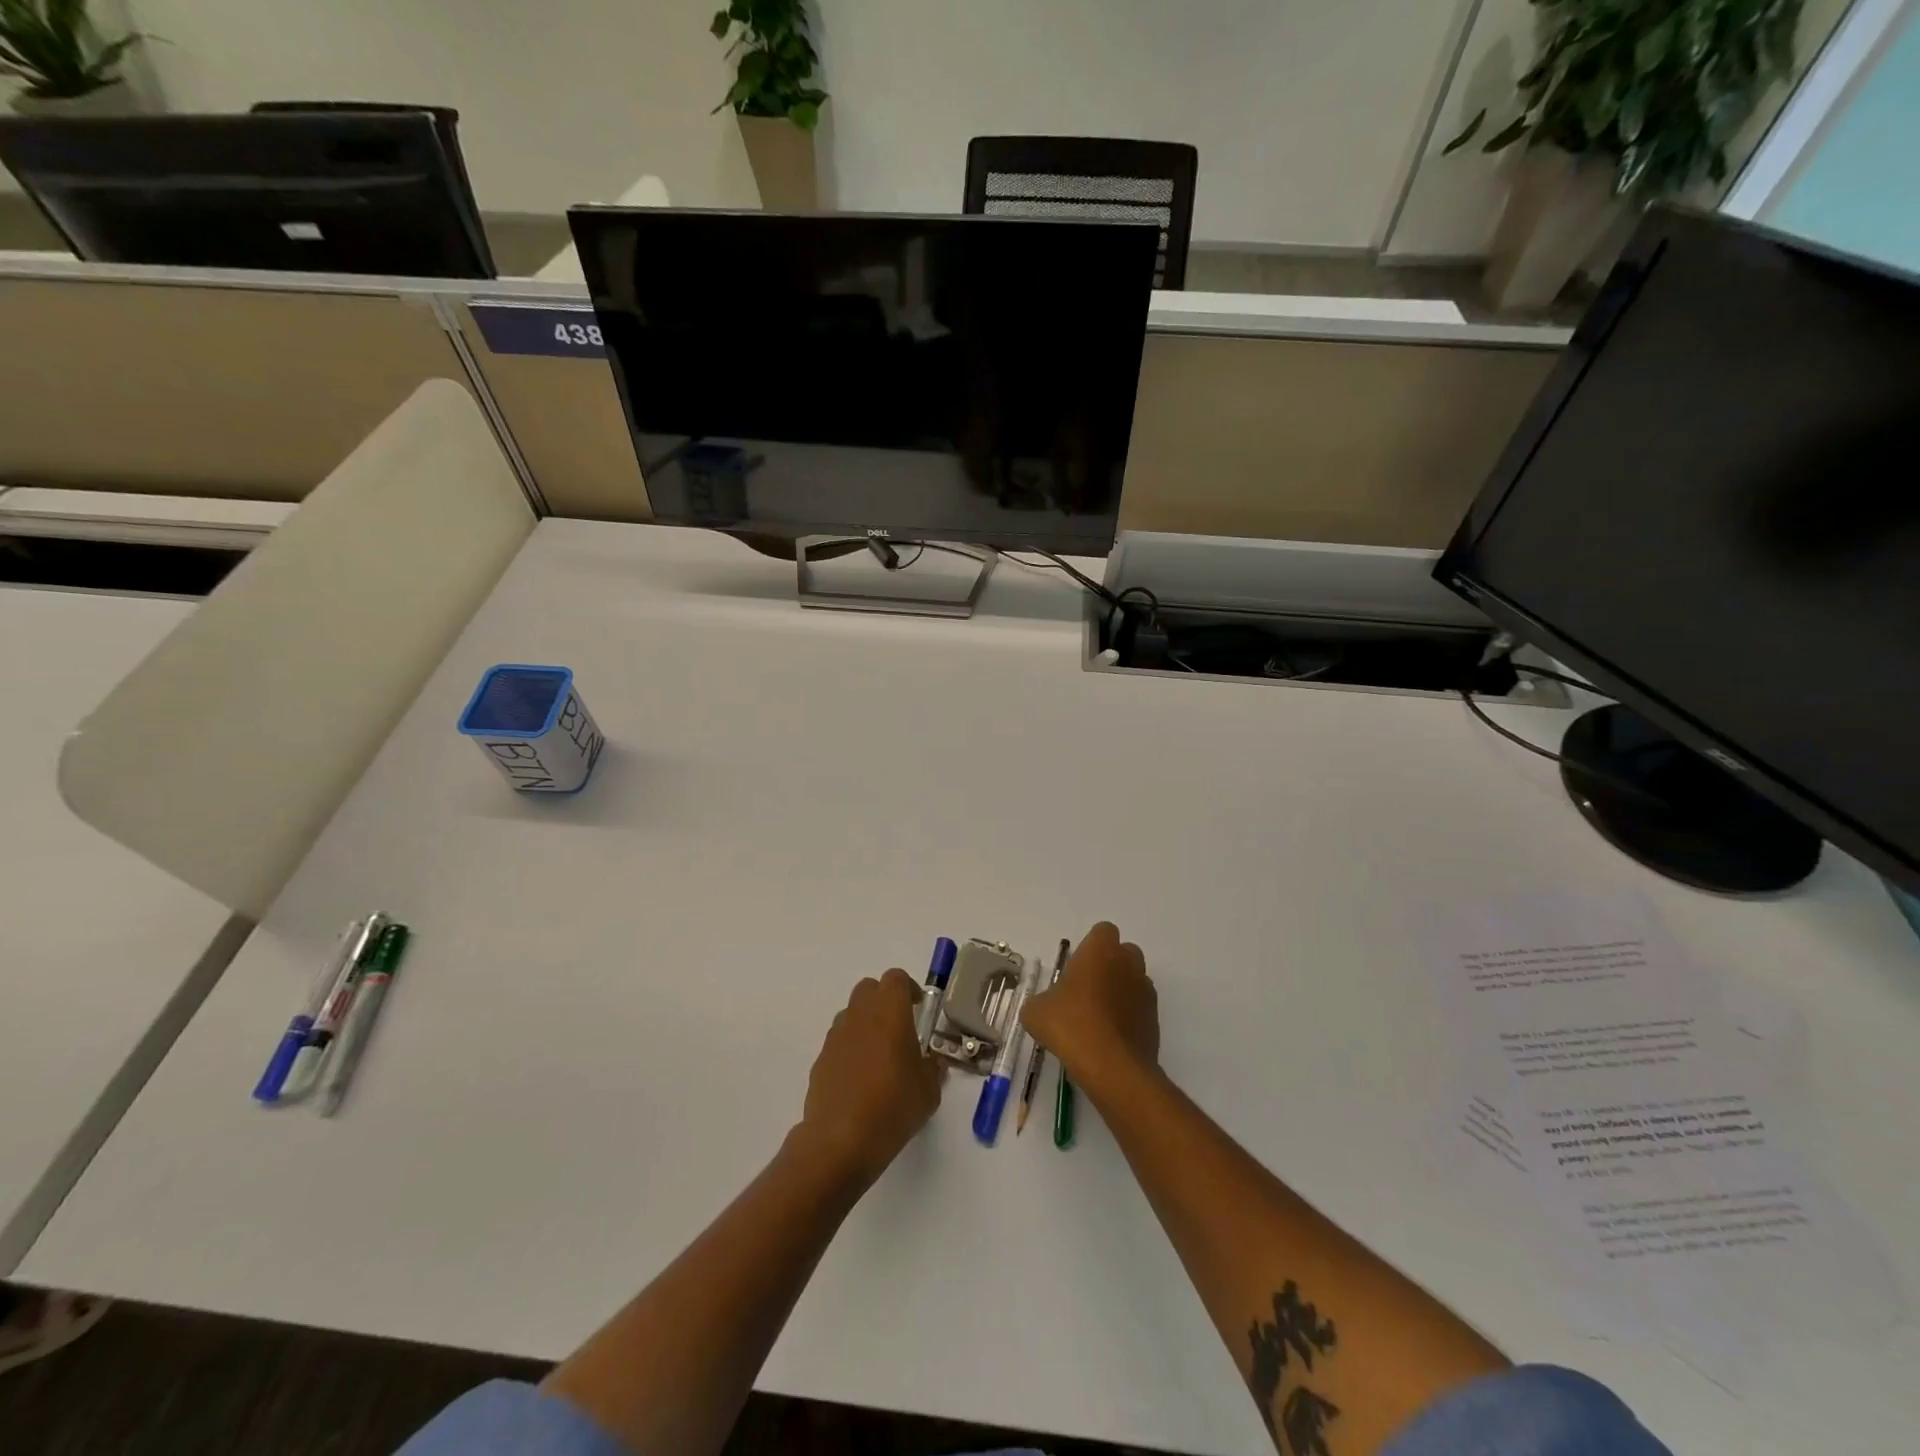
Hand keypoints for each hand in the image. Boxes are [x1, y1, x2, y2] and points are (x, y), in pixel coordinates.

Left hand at [795, 969, 945, 1185]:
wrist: (840, 1140)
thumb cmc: (893, 1106)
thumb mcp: (929, 1091)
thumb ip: (933, 1069)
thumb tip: (933, 1062)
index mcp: (889, 1012)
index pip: (896, 979)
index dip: (908, 989)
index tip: (918, 1008)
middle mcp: (860, 1015)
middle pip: (869, 989)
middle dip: (884, 1001)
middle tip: (900, 1028)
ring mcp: (836, 1036)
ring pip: (851, 1013)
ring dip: (865, 1024)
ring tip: (879, 1056)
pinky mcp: (820, 1059)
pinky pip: (838, 1042)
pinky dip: (850, 1049)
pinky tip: (860, 1080)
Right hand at [1021, 922, 1158, 1091]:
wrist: (1112, 1068)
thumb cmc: (1071, 1025)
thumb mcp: (1036, 1012)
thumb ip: (1039, 1001)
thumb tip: (1043, 1006)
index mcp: (1101, 951)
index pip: (1103, 931)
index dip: (1090, 946)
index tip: (1076, 967)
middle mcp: (1129, 964)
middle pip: (1124, 953)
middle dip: (1109, 965)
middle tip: (1086, 989)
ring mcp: (1146, 991)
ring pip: (1134, 980)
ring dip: (1120, 991)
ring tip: (1097, 1018)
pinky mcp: (1155, 1020)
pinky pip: (1140, 1008)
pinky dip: (1128, 1016)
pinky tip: (1109, 1038)